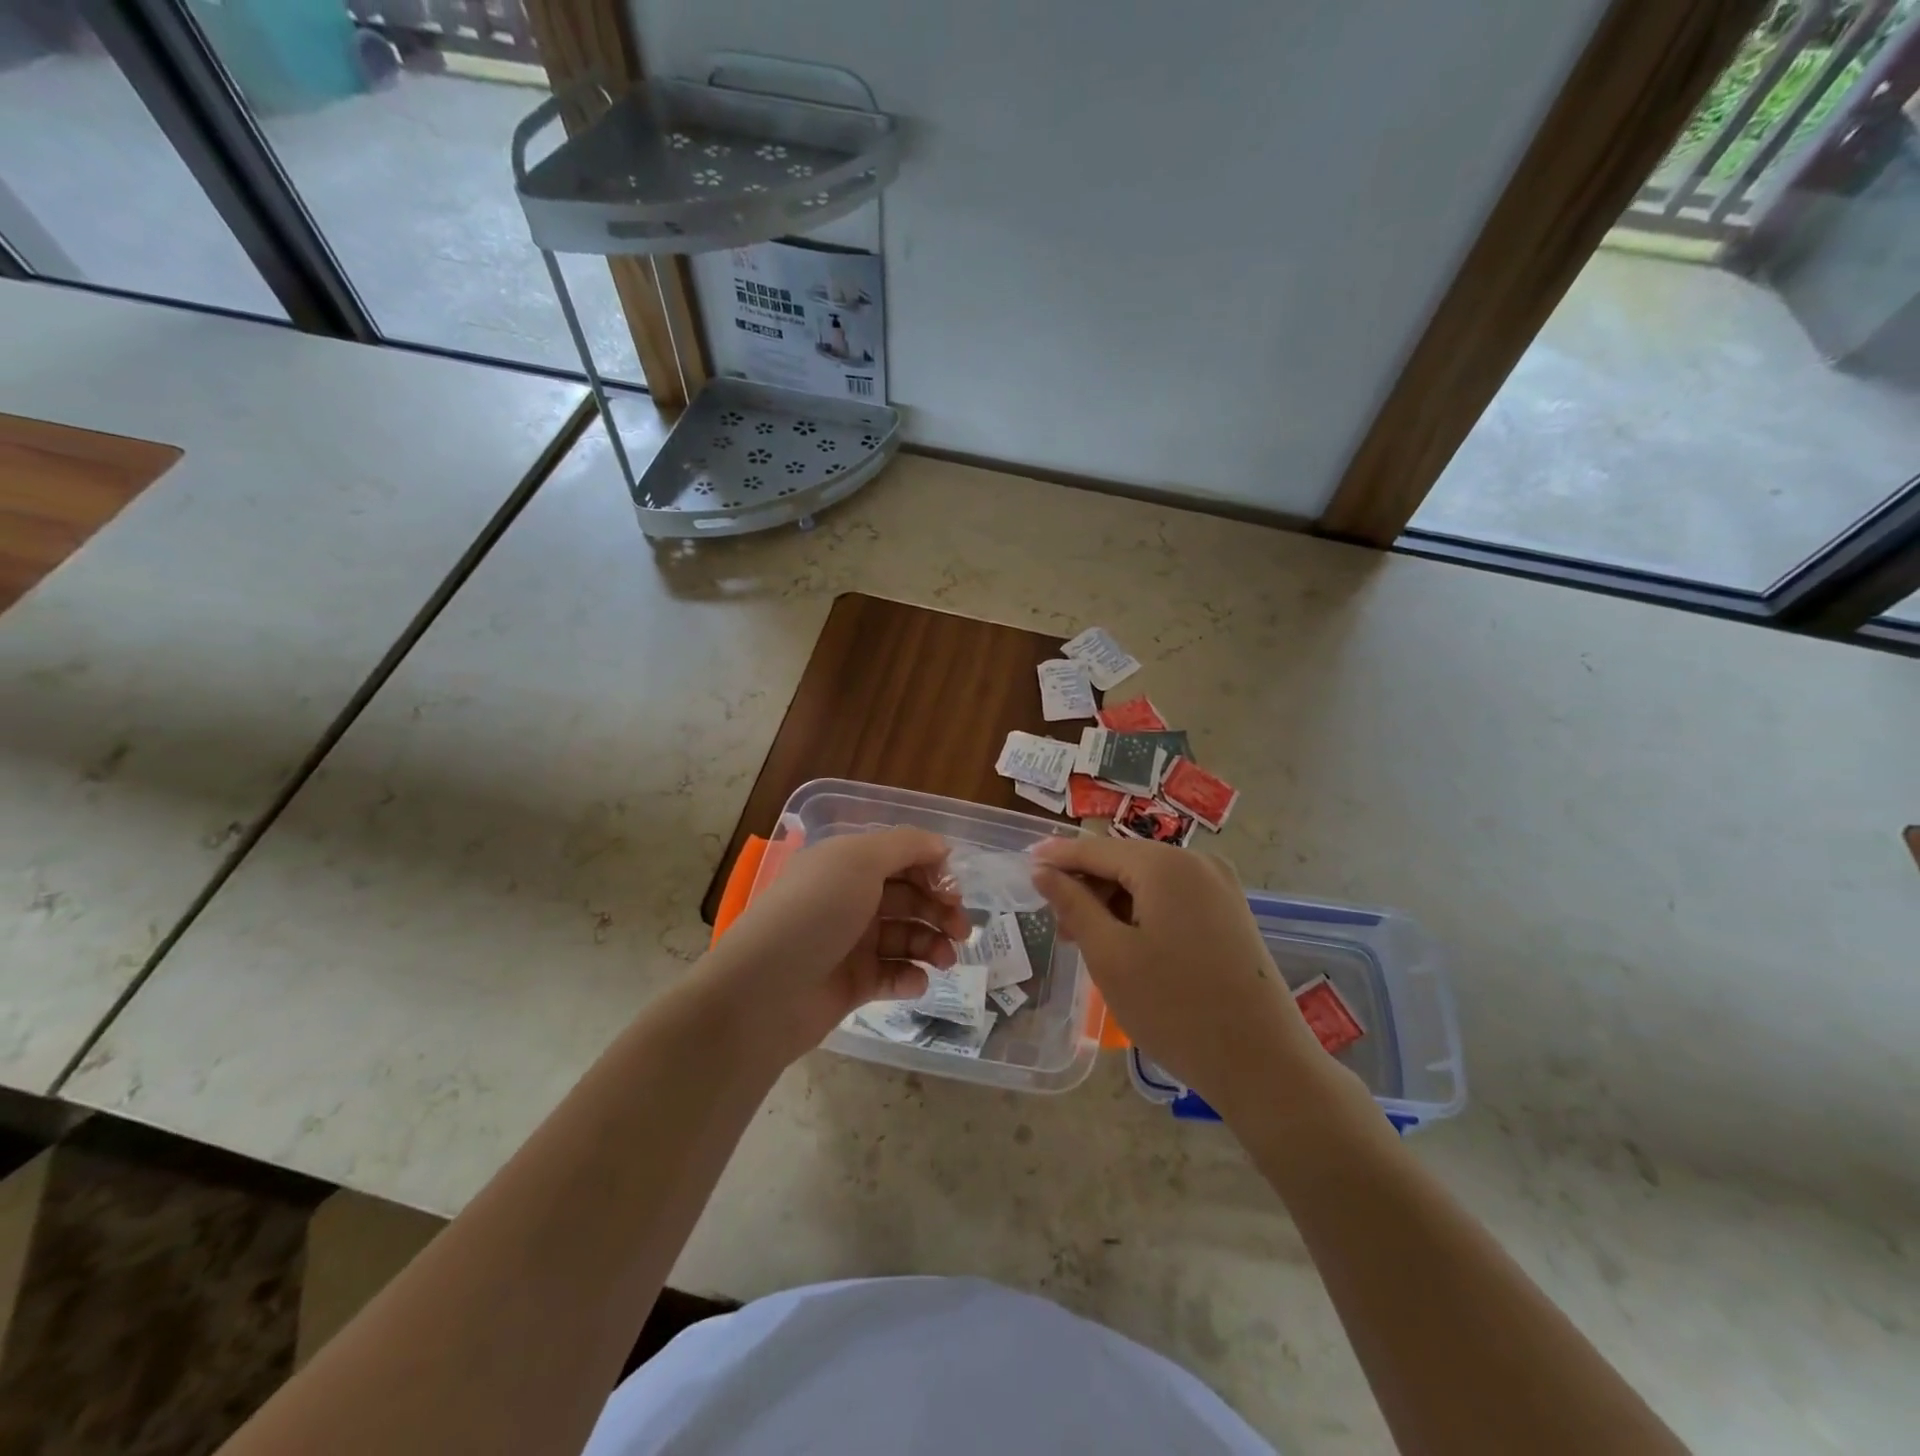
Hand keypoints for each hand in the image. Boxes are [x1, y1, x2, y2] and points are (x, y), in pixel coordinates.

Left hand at [702, 827, 967, 1063]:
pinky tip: (915, 982)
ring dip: (932, 944)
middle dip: (940, 910)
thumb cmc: (815, 914)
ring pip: (906, 936)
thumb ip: (906, 846)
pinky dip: (910, 977)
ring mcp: (852, 942)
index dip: (932, 870)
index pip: (902, 857)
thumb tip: (941, 845)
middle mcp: (850, 898)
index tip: (954, 890)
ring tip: (945, 960)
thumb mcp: (858, 862)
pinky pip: (893, 974)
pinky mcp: (853, 983)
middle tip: (962, 930)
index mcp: (847, 864)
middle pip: (909, 898)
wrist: (765, 992)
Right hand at [1031, 836, 1349, 1118]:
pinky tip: (1127, 944)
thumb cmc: (1174, 1008)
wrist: (1264, 1065)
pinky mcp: (1230, 912)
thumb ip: (1073, 904)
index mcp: (1166, 865)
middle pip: (1124, 860)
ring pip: (1148, 880)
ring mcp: (1220, 887)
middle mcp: (1197, 863)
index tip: (1024, 864)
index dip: (1057, 857)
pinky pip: (1173, 897)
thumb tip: (1043, 871)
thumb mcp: (1110, 955)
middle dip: (1086, 886)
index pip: (1096, 849)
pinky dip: (1142, 912)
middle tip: (1058, 925)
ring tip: (1089, 942)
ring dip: (1113, 901)